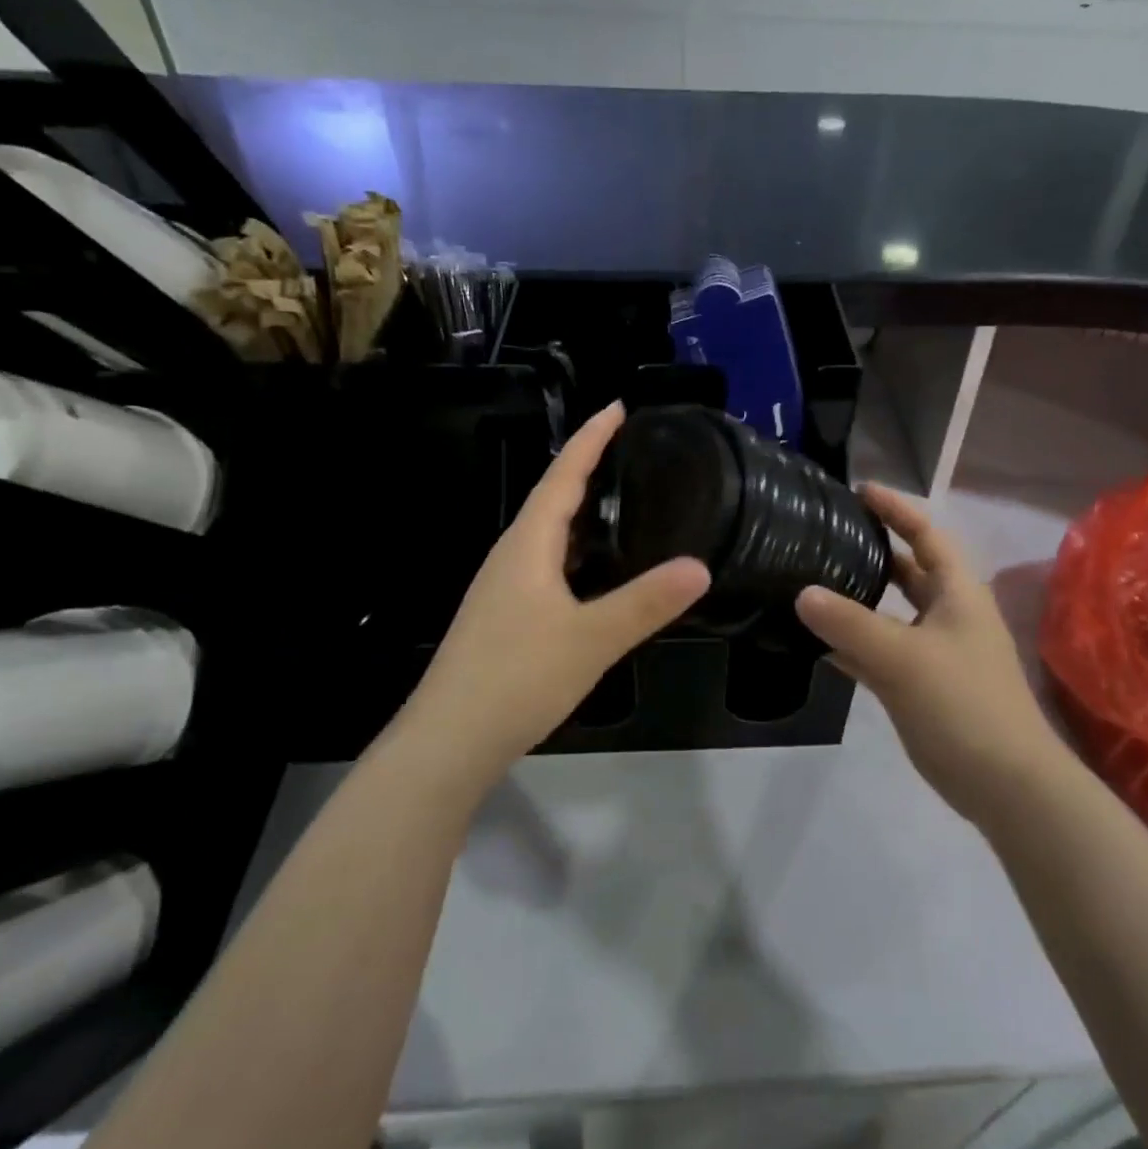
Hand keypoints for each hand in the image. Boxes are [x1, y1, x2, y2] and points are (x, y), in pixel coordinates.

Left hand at [402, 402, 710, 778]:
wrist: (448, 741)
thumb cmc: (517, 678)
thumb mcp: (591, 639)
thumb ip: (645, 603)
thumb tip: (699, 566)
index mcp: (527, 546)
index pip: (562, 477)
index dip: (590, 441)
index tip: (616, 407)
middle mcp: (510, 557)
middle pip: (551, 499)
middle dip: (586, 469)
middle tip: (627, 449)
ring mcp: (501, 588)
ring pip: (546, 535)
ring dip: (579, 511)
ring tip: (618, 500)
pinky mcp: (502, 617)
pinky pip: (544, 564)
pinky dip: (573, 550)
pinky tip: (592, 572)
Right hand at [795, 486, 1067, 824]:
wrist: (1006, 784)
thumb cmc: (964, 704)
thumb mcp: (904, 658)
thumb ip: (850, 624)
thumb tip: (801, 593)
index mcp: (957, 592)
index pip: (927, 534)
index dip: (896, 508)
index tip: (858, 490)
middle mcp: (947, 614)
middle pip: (908, 569)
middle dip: (873, 550)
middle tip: (826, 535)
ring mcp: (934, 651)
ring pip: (890, 612)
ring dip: (857, 598)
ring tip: (811, 580)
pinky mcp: (920, 685)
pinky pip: (879, 651)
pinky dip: (852, 643)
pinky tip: (816, 641)